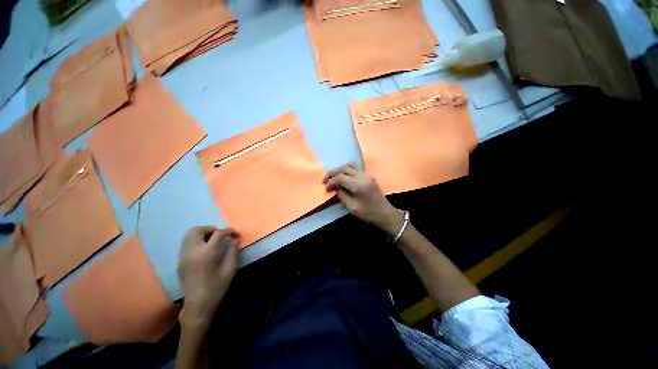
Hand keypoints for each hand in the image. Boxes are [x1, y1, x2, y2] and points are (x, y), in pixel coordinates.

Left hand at [177, 226, 238, 328]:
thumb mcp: (230, 269)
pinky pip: (186, 243)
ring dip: (202, 233)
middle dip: (211, 229)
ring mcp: (183, 256)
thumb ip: (233, 251)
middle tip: (220, 236)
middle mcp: (192, 251)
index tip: (235, 234)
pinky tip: (204, 249)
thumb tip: (235, 239)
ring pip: (188, 235)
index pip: (218, 233)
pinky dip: (195, 240)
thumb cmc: (217, 287)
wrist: (198, 305)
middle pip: (197, 230)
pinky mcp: (179, 261)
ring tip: (212, 241)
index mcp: (206, 253)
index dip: (228, 231)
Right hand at [323, 163, 403, 235]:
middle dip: (332, 173)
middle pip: (344, 168)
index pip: (340, 177)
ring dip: (340, 169)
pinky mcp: (368, 175)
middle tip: (325, 180)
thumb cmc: (368, 213)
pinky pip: (356, 167)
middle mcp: (362, 176)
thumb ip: (341, 195)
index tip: (326, 188)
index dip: (331, 181)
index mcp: (358, 185)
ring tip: (333, 177)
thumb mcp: (352, 207)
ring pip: (350, 165)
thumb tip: (334, 188)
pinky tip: (343, 175)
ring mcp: (366, 174)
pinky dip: (347, 169)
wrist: (385, 214)